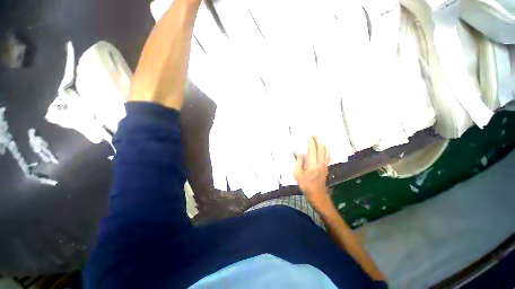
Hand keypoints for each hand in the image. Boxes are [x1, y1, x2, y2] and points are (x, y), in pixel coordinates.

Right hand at [294, 136, 332, 210]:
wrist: (317, 193)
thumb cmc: (305, 184)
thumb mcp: (298, 174)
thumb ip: (299, 163)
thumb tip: (300, 153)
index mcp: (312, 164)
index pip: (312, 150)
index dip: (311, 142)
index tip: (309, 136)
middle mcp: (320, 163)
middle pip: (320, 149)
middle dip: (317, 141)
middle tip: (314, 135)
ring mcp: (325, 165)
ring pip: (325, 151)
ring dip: (322, 144)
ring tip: (319, 139)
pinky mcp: (326, 167)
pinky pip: (328, 156)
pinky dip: (326, 150)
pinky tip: (325, 148)